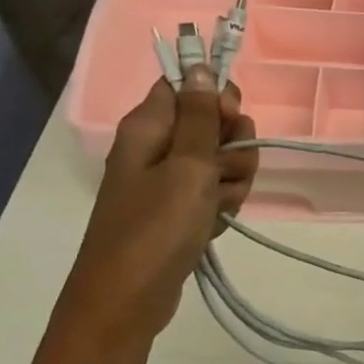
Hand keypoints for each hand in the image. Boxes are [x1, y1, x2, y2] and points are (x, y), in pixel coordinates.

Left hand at [58, 65, 258, 342]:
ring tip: (218, 205)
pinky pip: (218, 192)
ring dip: (234, 180)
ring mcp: (169, 181)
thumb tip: (199, 64)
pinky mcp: (182, 209)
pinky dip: (224, 204)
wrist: (128, 299)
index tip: (231, 121)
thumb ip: (200, 116)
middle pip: (214, 124)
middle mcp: (157, 148)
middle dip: (234, 146)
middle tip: (224, 170)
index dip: (216, 98)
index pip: (186, 87)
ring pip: (223, 161)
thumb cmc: (155, 228)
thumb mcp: (187, 166)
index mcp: (148, 129)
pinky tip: (215, 223)